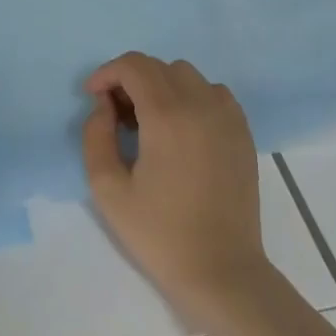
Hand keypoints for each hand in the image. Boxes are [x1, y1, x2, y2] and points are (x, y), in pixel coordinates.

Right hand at [83, 53, 269, 316]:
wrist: (221, 270)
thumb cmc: (159, 233)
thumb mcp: (107, 189)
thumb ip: (96, 136)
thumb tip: (103, 106)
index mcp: (167, 116)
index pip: (134, 66)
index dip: (107, 73)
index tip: (93, 97)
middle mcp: (201, 105)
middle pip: (159, 66)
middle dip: (130, 80)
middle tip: (115, 114)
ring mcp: (227, 118)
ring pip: (187, 75)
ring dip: (161, 85)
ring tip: (148, 121)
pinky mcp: (243, 133)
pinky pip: (214, 93)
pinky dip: (191, 97)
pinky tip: (180, 129)